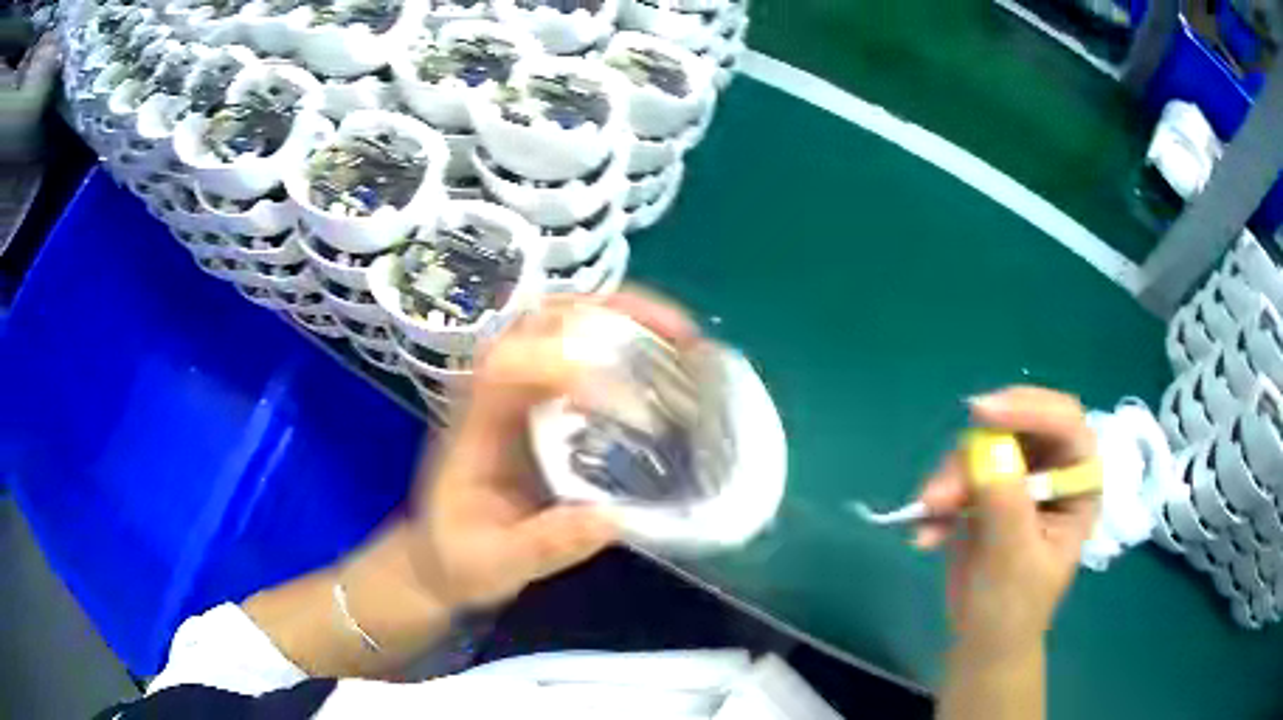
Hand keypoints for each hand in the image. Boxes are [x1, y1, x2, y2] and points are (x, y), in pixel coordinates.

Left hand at [407, 290, 697, 610]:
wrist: (442, 556)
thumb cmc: (460, 557)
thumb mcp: (496, 563)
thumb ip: (544, 544)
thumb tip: (615, 518)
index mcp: (475, 426)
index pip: (506, 368)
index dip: (560, 364)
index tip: (622, 393)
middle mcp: (496, 394)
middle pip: (542, 323)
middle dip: (608, 314)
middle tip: (674, 333)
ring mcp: (521, 394)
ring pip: (566, 327)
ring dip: (625, 321)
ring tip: (682, 339)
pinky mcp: (543, 405)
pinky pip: (584, 355)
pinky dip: (627, 347)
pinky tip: (667, 366)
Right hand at [915, 386, 1099, 660]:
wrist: (983, 640)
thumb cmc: (1012, 608)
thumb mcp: (1013, 562)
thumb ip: (1006, 506)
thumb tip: (991, 451)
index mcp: (1078, 483)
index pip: (1066, 425)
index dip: (1030, 409)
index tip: (982, 414)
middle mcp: (1052, 470)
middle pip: (1017, 427)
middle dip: (976, 454)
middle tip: (941, 488)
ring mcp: (1017, 477)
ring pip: (981, 447)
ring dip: (949, 481)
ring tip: (928, 521)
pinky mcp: (985, 488)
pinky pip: (957, 472)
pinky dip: (939, 499)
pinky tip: (927, 534)